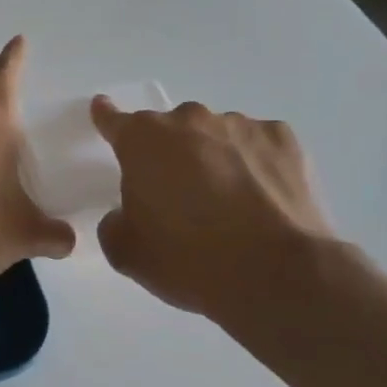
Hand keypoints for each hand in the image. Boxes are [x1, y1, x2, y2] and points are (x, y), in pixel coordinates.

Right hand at [91, 97, 336, 320]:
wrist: (277, 275)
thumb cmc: (188, 260)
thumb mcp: (127, 252)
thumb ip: (114, 223)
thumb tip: (126, 214)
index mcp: (143, 141)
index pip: (115, 120)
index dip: (107, 118)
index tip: (104, 112)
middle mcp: (189, 120)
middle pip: (170, 131)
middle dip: (170, 155)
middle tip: (179, 198)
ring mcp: (239, 125)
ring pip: (215, 136)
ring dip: (213, 159)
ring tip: (229, 205)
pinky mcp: (282, 138)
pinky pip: (257, 145)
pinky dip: (254, 164)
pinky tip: (262, 199)